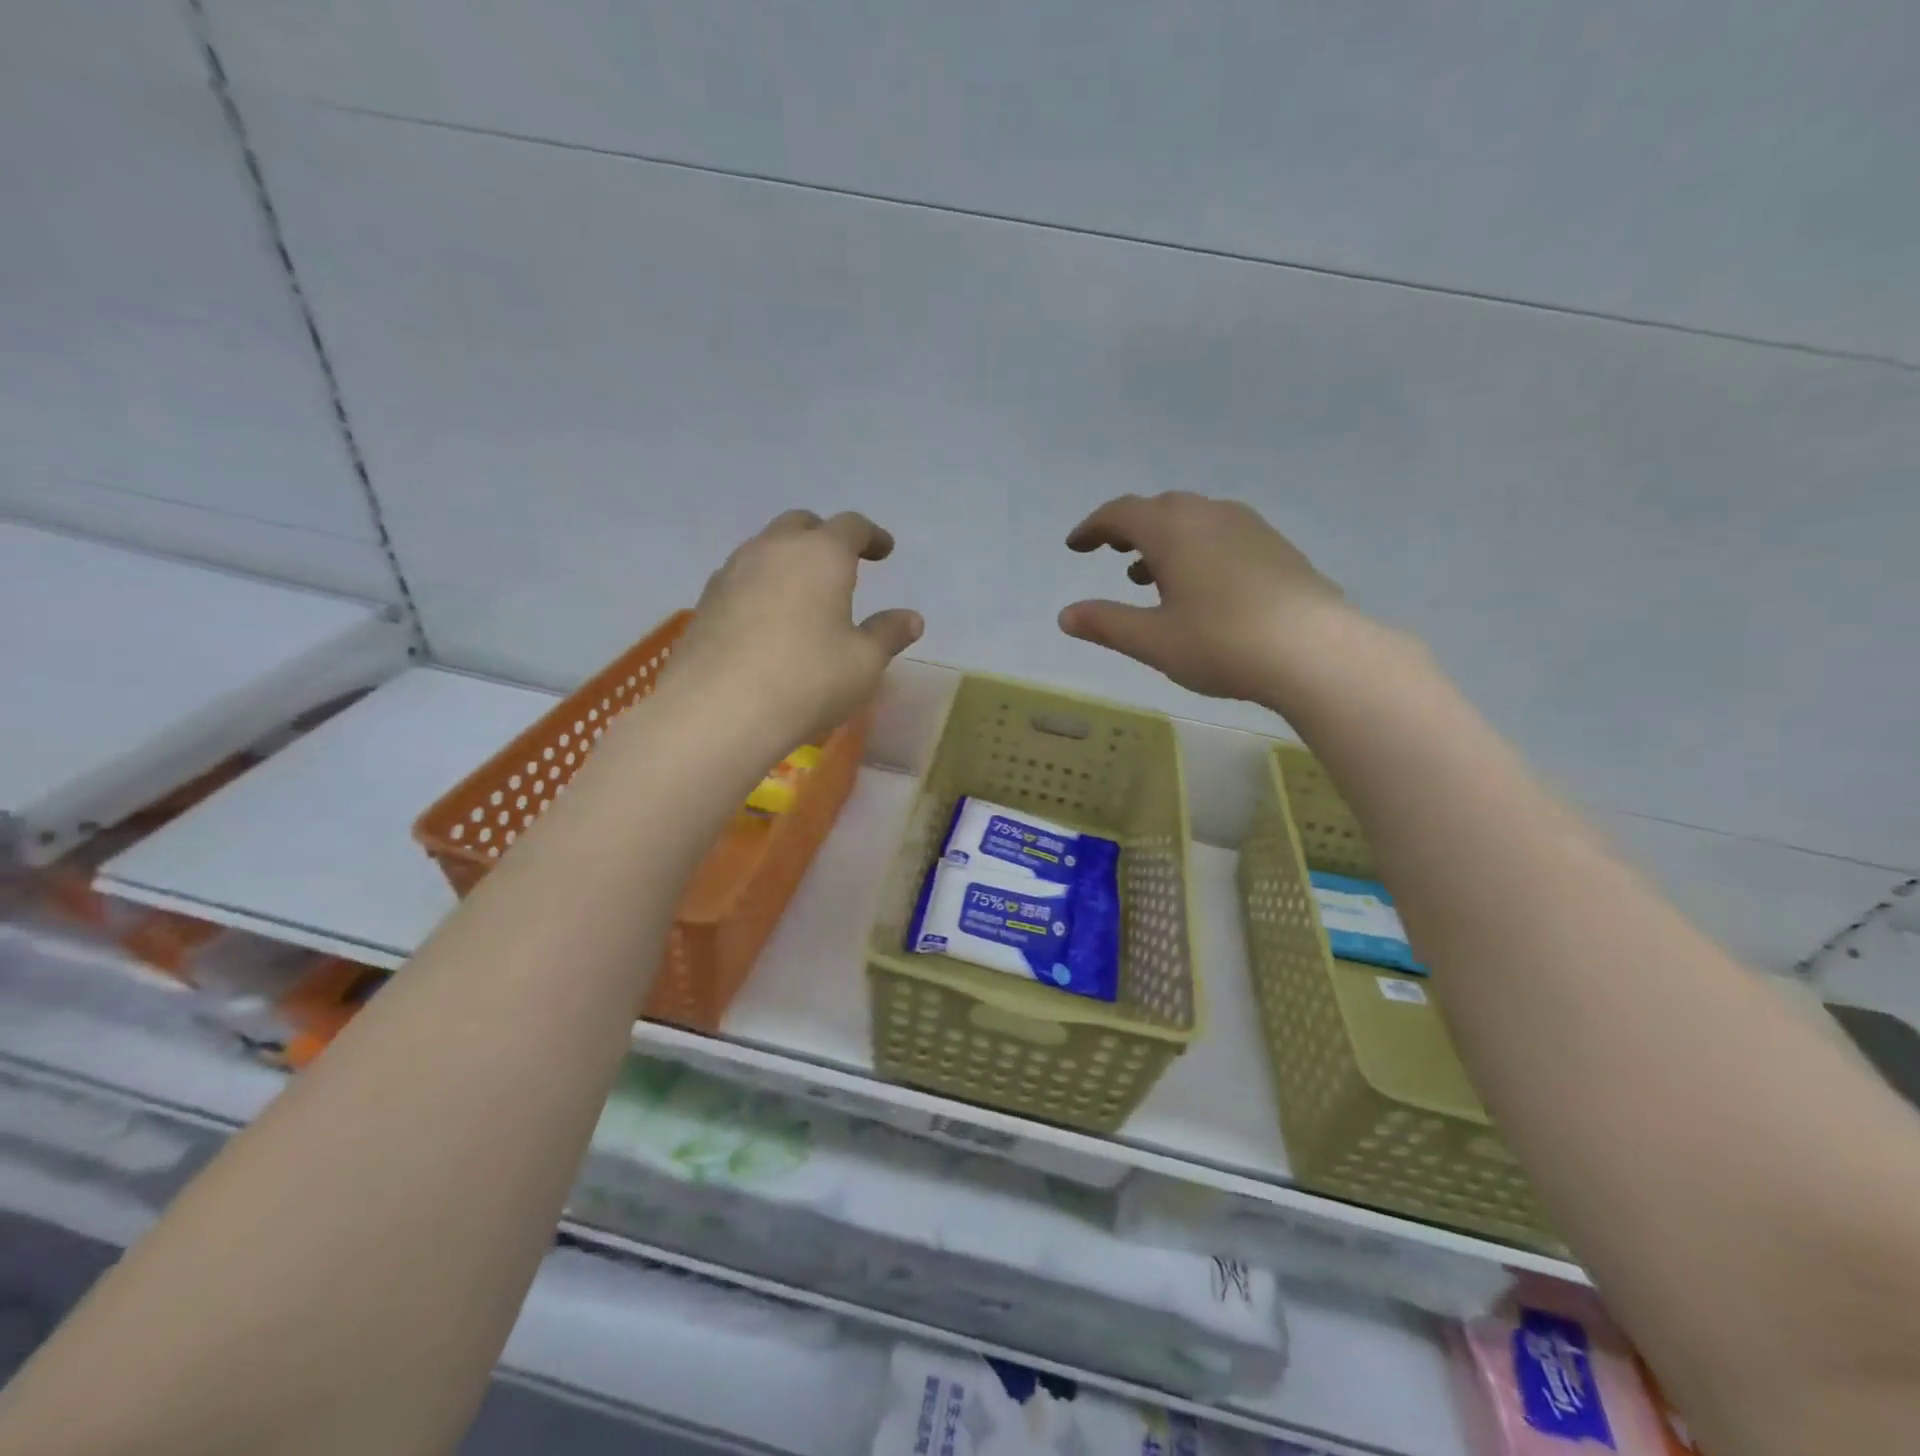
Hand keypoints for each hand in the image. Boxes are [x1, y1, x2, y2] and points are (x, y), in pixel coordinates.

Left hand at [664, 510, 922, 750]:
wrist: (718, 711)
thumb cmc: (807, 680)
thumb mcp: (864, 663)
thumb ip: (888, 634)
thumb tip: (911, 619)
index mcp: (821, 554)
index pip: (851, 526)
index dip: (872, 536)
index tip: (884, 550)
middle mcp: (773, 550)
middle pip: (802, 525)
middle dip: (825, 537)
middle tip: (843, 563)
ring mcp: (732, 572)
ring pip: (766, 549)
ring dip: (790, 560)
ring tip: (804, 591)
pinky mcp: (706, 601)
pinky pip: (742, 578)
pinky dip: (763, 585)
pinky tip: (769, 618)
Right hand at [1060, 492, 1354, 704]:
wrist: (1314, 651)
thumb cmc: (1221, 643)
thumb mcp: (1153, 640)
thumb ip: (1106, 623)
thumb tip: (1065, 615)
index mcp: (1173, 530)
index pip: (1121, 513)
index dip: (1093, 527)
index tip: (1075, 546)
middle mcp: (1210, 515)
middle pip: (1160, 508)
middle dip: (1130, 528)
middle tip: (1112, 552)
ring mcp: (1249, 527)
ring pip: (1194, 519)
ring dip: (1164, 539)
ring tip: (1149, 576)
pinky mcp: (1276, 547)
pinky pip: (1222, 533)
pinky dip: (1197, 548)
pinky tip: (1201, 585)